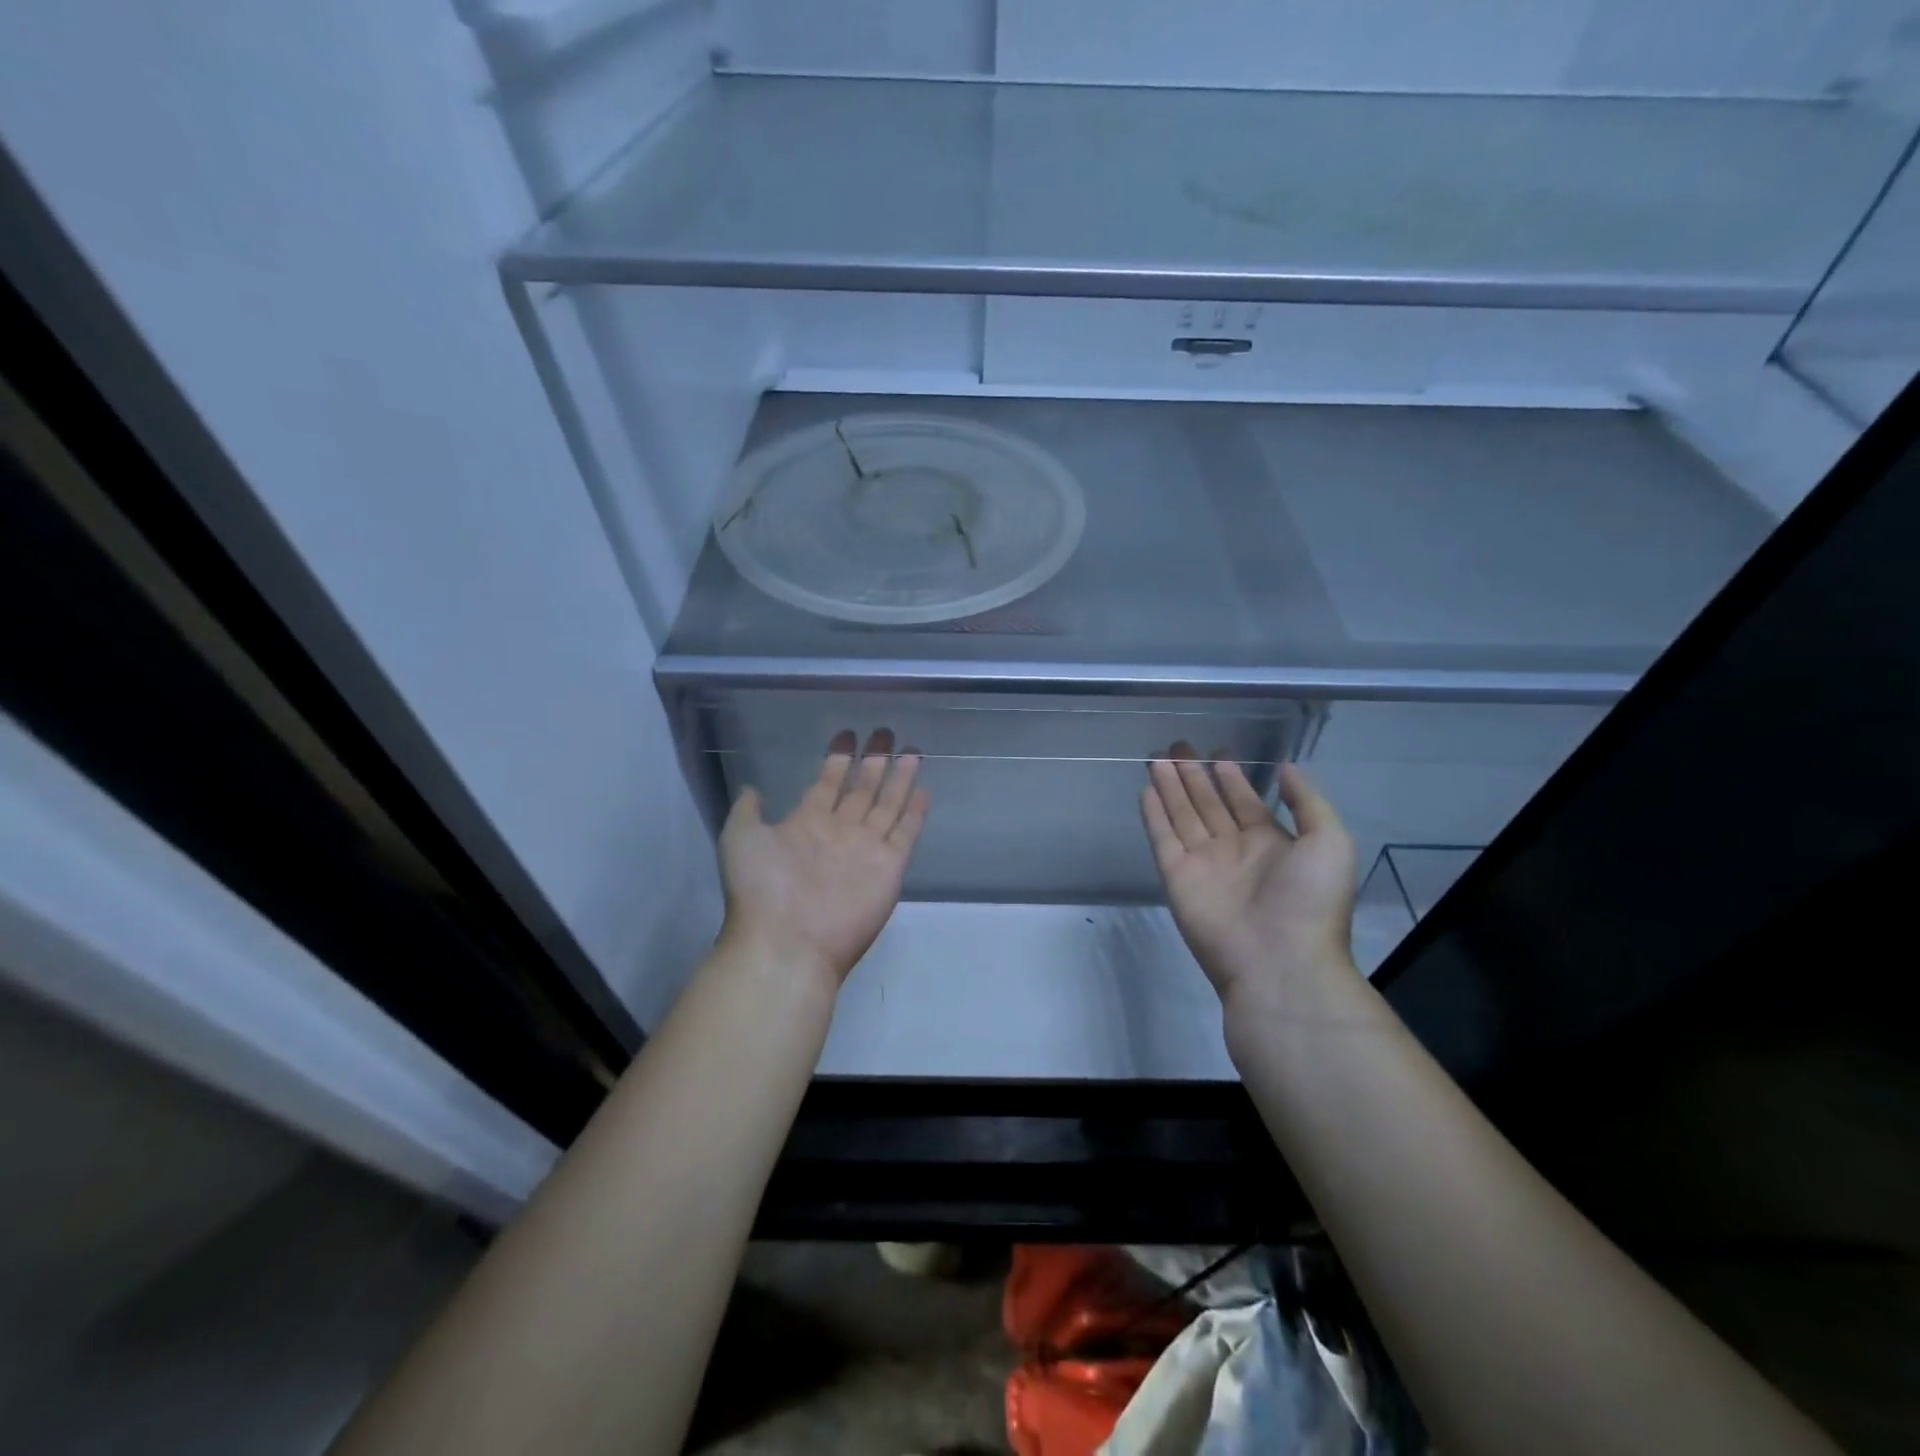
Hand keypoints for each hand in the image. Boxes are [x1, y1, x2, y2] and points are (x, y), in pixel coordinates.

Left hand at [717, 729, 929, 991]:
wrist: (788, 941)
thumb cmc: (761, 888)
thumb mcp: (740, 838)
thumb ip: (749, 811)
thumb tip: (754, 788)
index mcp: (807, 823)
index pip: (828, 783)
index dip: (837, 759)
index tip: (847, 734)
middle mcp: (840, 831)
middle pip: (862, 788)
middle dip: (873, 760)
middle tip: (885, 732)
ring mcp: (867, 848)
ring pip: (888, 804)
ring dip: (899, 777)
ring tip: (911, 750)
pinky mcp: (890, 866)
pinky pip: (906, 832)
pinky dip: (915, 812)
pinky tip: (922, 789)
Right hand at [1141, 744, 1358, 1011]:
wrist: (1279, 961)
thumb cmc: (1310, 900)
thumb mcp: (1330, 842)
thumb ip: (1307, 801)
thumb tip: (1285, 768)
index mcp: (1272, 843)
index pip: (1245, 802)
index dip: (1232, 778)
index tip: (1218, 752)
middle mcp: (1234, 850)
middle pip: (1209, 804)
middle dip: (1195, 775)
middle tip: (1179, 745)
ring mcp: (1203, 864)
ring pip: (1183, 815)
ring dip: (1171, 787)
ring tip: (1158, 758)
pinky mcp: (1177, 877)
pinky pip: (1163, 838)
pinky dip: (1154, 815)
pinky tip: (1147, 789)